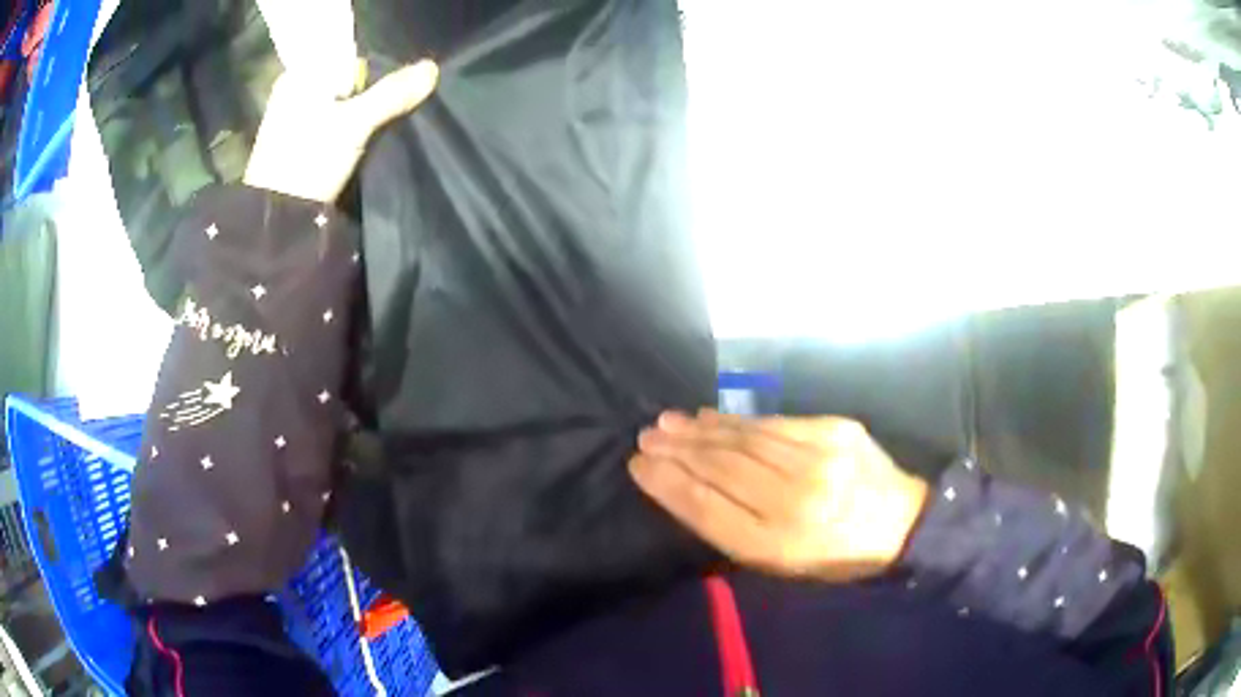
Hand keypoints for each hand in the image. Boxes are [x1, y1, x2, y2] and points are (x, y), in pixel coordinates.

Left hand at [243, 60, 438, 202]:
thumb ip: (392, 94)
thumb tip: (432, 68)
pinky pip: (335, 122)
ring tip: (383, 121)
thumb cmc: (307, 160)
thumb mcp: (354, 124)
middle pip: (345, 78)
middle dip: (370, 89)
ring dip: (363, 110)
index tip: (396, 81)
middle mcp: (296, 90)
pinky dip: (351, 127)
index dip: (375, 65)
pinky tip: (366, 137)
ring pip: (342, 102)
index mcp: (299, 75)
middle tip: (396, 102)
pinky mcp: (301, 143)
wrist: (279, 220)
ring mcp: (296, 118)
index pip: (347, 53)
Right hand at [630, 411, 928, 581]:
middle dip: (677, 450)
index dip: (668, 484)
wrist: (901, 523)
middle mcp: (796, 500)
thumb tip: (687, 489)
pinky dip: (737, 419)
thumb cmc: (833, 555)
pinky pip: (774, 423)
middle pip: (721, 468)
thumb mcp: (780, 564)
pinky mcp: (835, 431)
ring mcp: (819, 460)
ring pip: (744, 440)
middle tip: (646, 436)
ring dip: (700, 429)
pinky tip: (712, 416)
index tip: (638, 465)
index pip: (707, 508)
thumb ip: (733, 531)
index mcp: (778, 544)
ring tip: (669, 422)